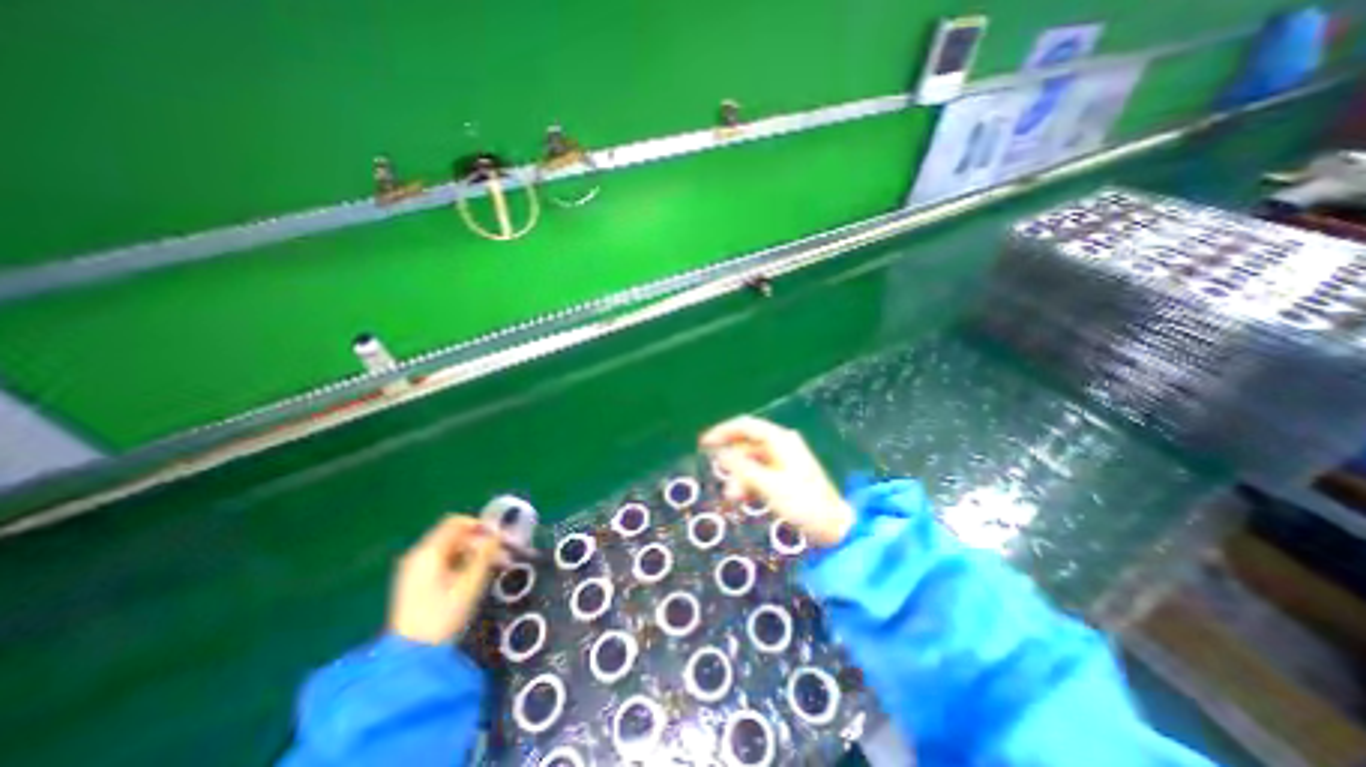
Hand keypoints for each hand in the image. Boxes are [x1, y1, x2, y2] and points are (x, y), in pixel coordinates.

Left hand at [387, 516, 501, 645]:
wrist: (410, 657)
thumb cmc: (442, 617)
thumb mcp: (469, 584)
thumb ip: (485, 554)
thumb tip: (499, 533)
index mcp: (428, 553)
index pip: (456, 523)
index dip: (480, 525)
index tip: (500, 537)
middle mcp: (418, 555)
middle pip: (455, 535)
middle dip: (481, 540)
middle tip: (503, 554)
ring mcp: (415, 569)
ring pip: (451, 548)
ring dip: (474, 551)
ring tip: (495, 565)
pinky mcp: (417, 582)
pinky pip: (444, 560)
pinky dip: (463, 561)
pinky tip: (476, 574)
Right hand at [704, 418, 851, 548]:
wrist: (834, 527)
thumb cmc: (803, 503)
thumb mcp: (768, 485)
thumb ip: (742, 468)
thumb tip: (719, 453)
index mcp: (780, 440)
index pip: (745, 426)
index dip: (722, 431)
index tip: (703, 444)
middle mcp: (781, 445)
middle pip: (747, 445)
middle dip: (732, 463)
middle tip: (719, 480)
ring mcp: (784, 460)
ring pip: (751, 461)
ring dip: (740, 477)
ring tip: (734, 499)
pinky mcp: (785, 474)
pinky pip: (759, 472)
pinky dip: (749, 483)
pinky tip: (744, 498)